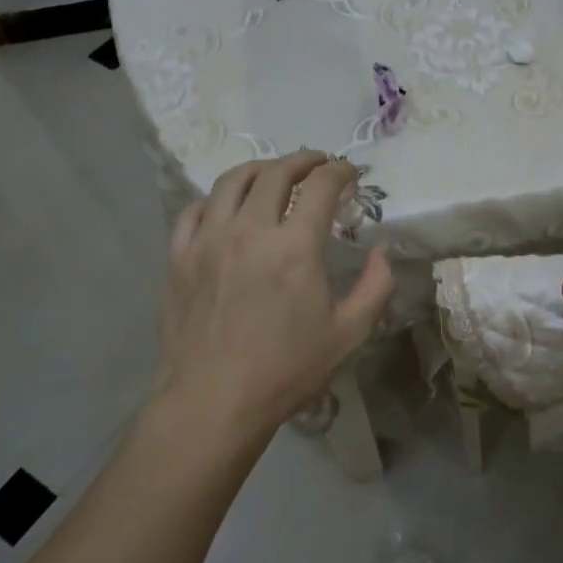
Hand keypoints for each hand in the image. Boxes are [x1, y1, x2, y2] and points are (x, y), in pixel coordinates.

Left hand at [155, 151, 393, 448]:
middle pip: (275, 173)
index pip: (320, 186)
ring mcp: (207, 241)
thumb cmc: (287, 370)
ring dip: (260, 169)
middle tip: (318, 163)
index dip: (340, 171)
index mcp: (295, 247)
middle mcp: (249, 231)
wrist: (214, 401)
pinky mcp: (178, 257)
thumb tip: (383, 250)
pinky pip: (194, 210)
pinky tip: (227, 206)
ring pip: (231, 182)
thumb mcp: (350, 333)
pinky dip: (216, 198)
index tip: (350, 173)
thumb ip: (376, 286)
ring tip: (274, 174)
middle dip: (303, 160)